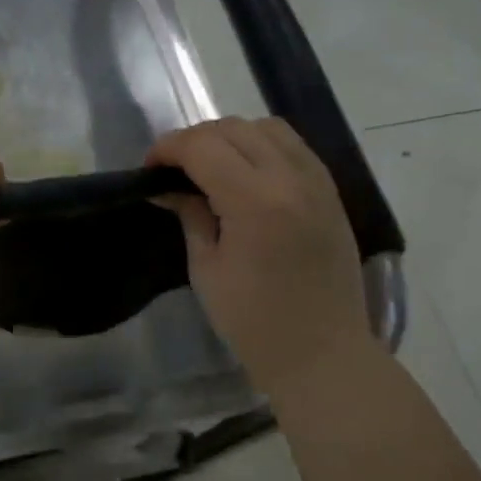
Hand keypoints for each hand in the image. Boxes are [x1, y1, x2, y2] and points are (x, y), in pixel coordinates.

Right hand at [147, 117, 372, 392]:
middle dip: (195, 140)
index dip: (168, 148)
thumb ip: (190, 215)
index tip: (149, 169)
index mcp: (255, 201)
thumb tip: (167, 187)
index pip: (203, 146)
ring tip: (212, 166)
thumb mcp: (207, 269)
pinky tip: (246, 173)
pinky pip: (292, 145)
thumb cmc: (254, 321)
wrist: (323, 353)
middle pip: (233, 128)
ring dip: (231, 136)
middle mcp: (291, 178)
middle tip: (174, 170)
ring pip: (267, 126)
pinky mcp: (330, 191)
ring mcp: (317, 181)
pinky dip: (262, 145)